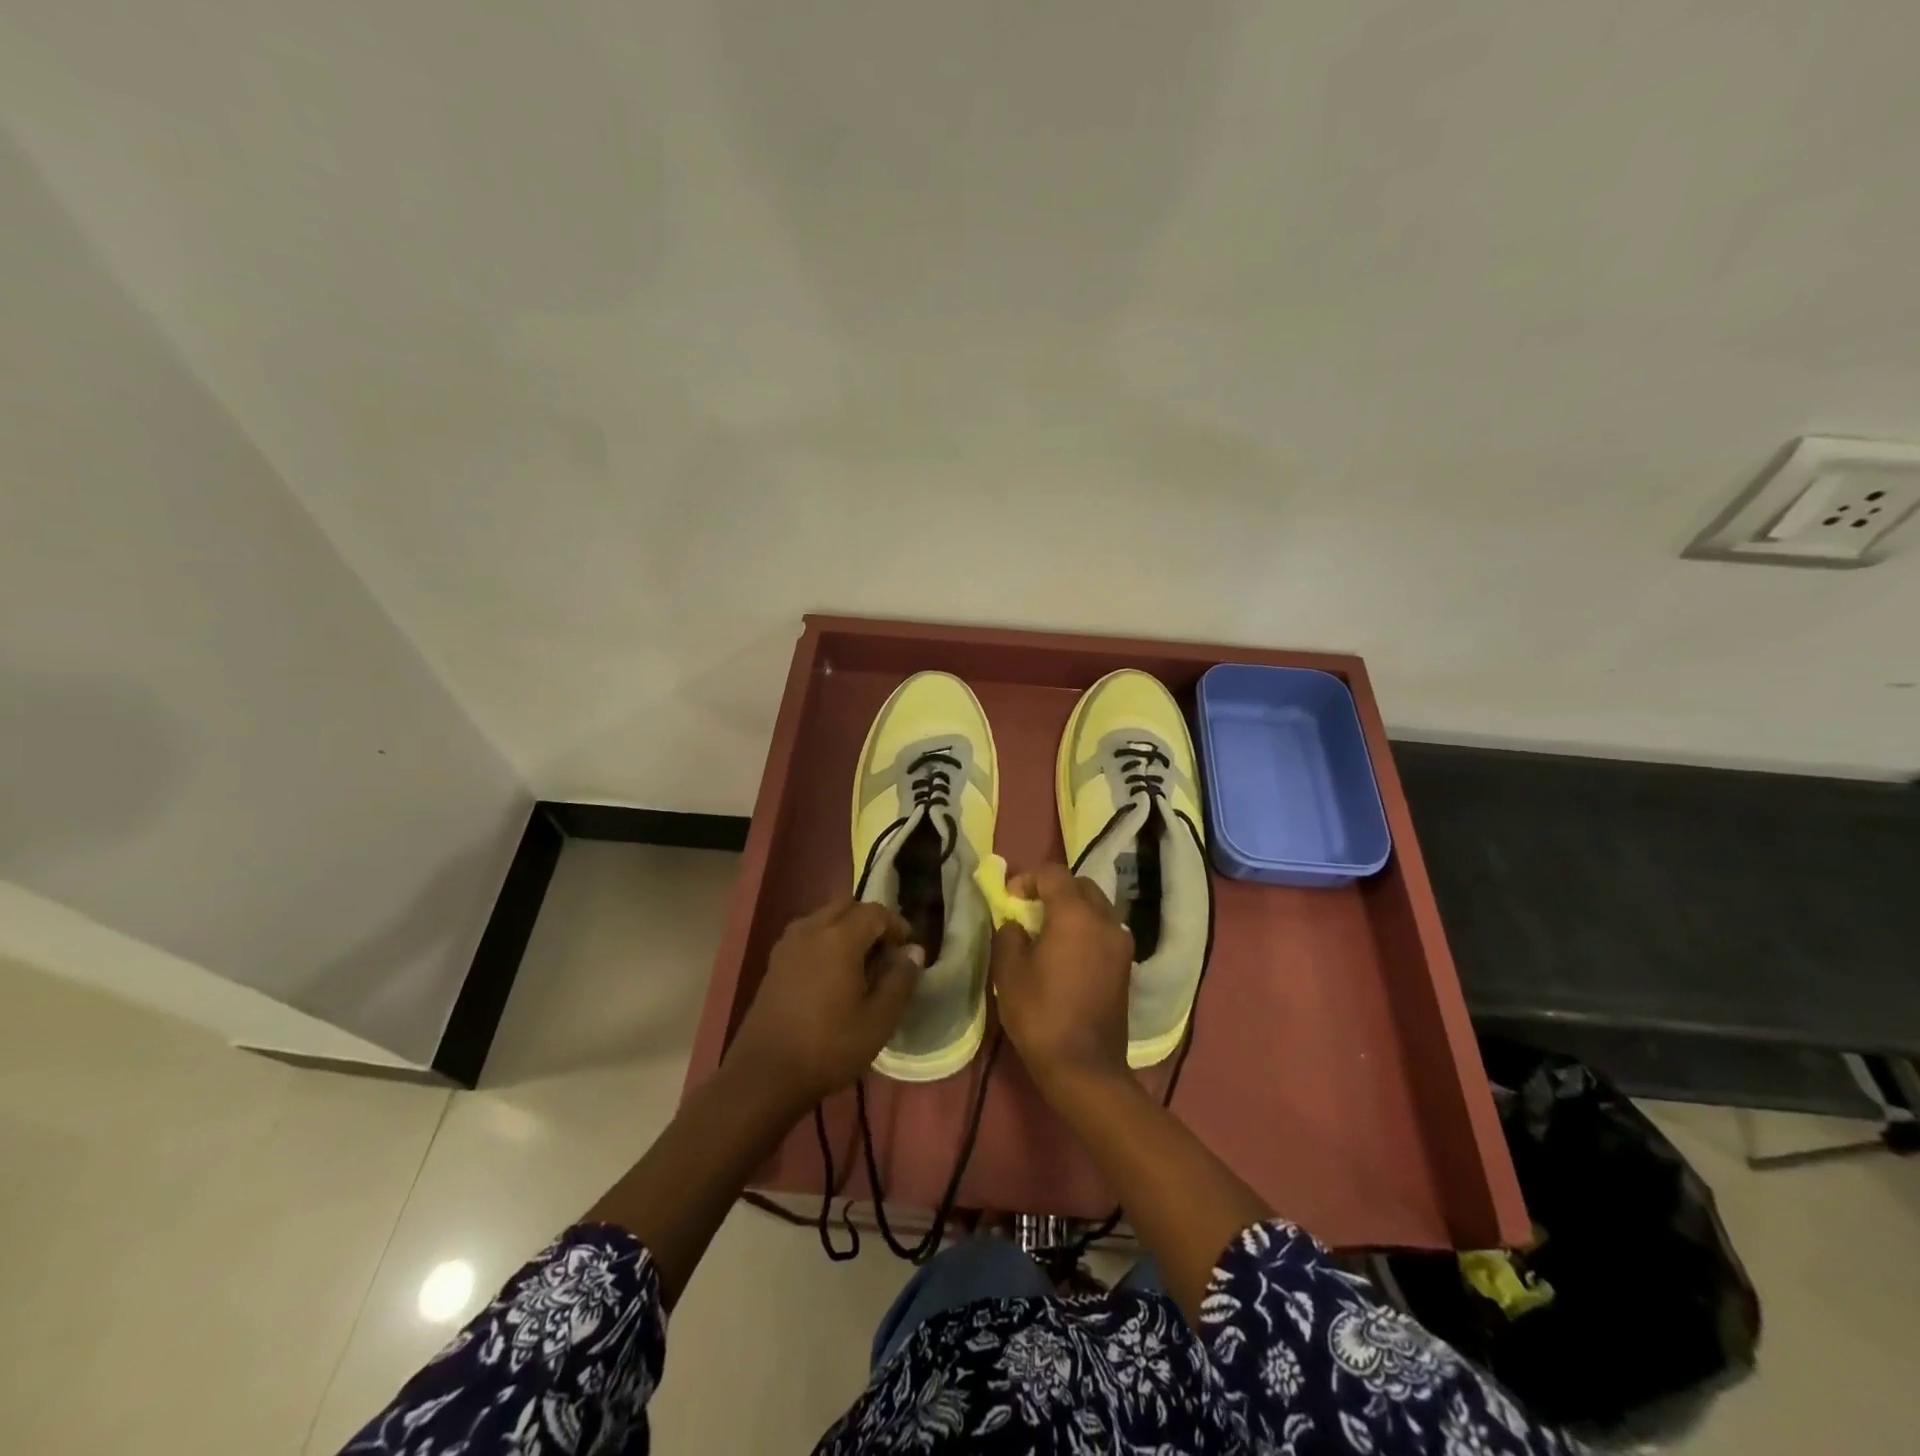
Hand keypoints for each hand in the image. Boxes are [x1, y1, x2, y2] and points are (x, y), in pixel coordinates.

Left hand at [727, 898, 923, 1106]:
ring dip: (846, 929)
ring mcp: (788, 944)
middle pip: (847, 907)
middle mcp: (811, 929)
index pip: (875, 912)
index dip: (896, 925)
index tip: (907, 950)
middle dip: (870, 922)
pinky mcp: (774, 962)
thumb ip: (901, 980)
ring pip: (824, 918)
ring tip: (859, 964)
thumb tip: (914, 951)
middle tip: (885, 954)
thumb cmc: (829, 1046)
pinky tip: (830, 975)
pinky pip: (807, 935)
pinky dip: (825, 941)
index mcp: (840, 937)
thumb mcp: (879, 1019)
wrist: (765, 1075)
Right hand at [991, 864, 1133, 1097]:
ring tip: (1047, 931)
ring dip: (1072, 908)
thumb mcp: (1009, 972)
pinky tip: (1067, 953)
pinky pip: (1104, 930)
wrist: (1085, 1068)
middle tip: (1029, 909)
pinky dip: (1086, 929)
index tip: (1009, 898)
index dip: (1028, 878)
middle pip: (1080, 885)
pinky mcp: (1126, 965)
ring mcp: (1121, 943)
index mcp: (1075, 914)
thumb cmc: (1041, 1015)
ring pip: (1096, 907)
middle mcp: (1104, 920)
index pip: (1054, 874)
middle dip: (1053, 889)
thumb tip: (1016, 923)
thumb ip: (1009, 934)